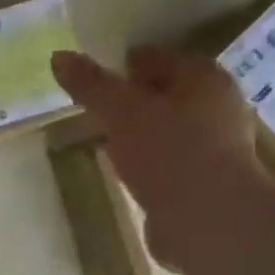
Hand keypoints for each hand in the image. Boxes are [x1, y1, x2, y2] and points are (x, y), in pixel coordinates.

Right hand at [51, 48, 264, 266]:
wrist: (208, 219)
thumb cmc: (168, 152)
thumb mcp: (120, 111)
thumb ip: (91, 84)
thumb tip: (58, 56)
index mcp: (203, 79)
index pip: (158, 58)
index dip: (126, 62)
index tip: (95, 73)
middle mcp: (216, 107)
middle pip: (166, 93)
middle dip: (134, 98)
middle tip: (96, 105)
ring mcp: (214, 147)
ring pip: (167, 128)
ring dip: (140, 131)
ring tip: (104, 136)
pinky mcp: (204, 182)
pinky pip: (167, 160)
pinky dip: (146, 160)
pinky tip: (124, 168)